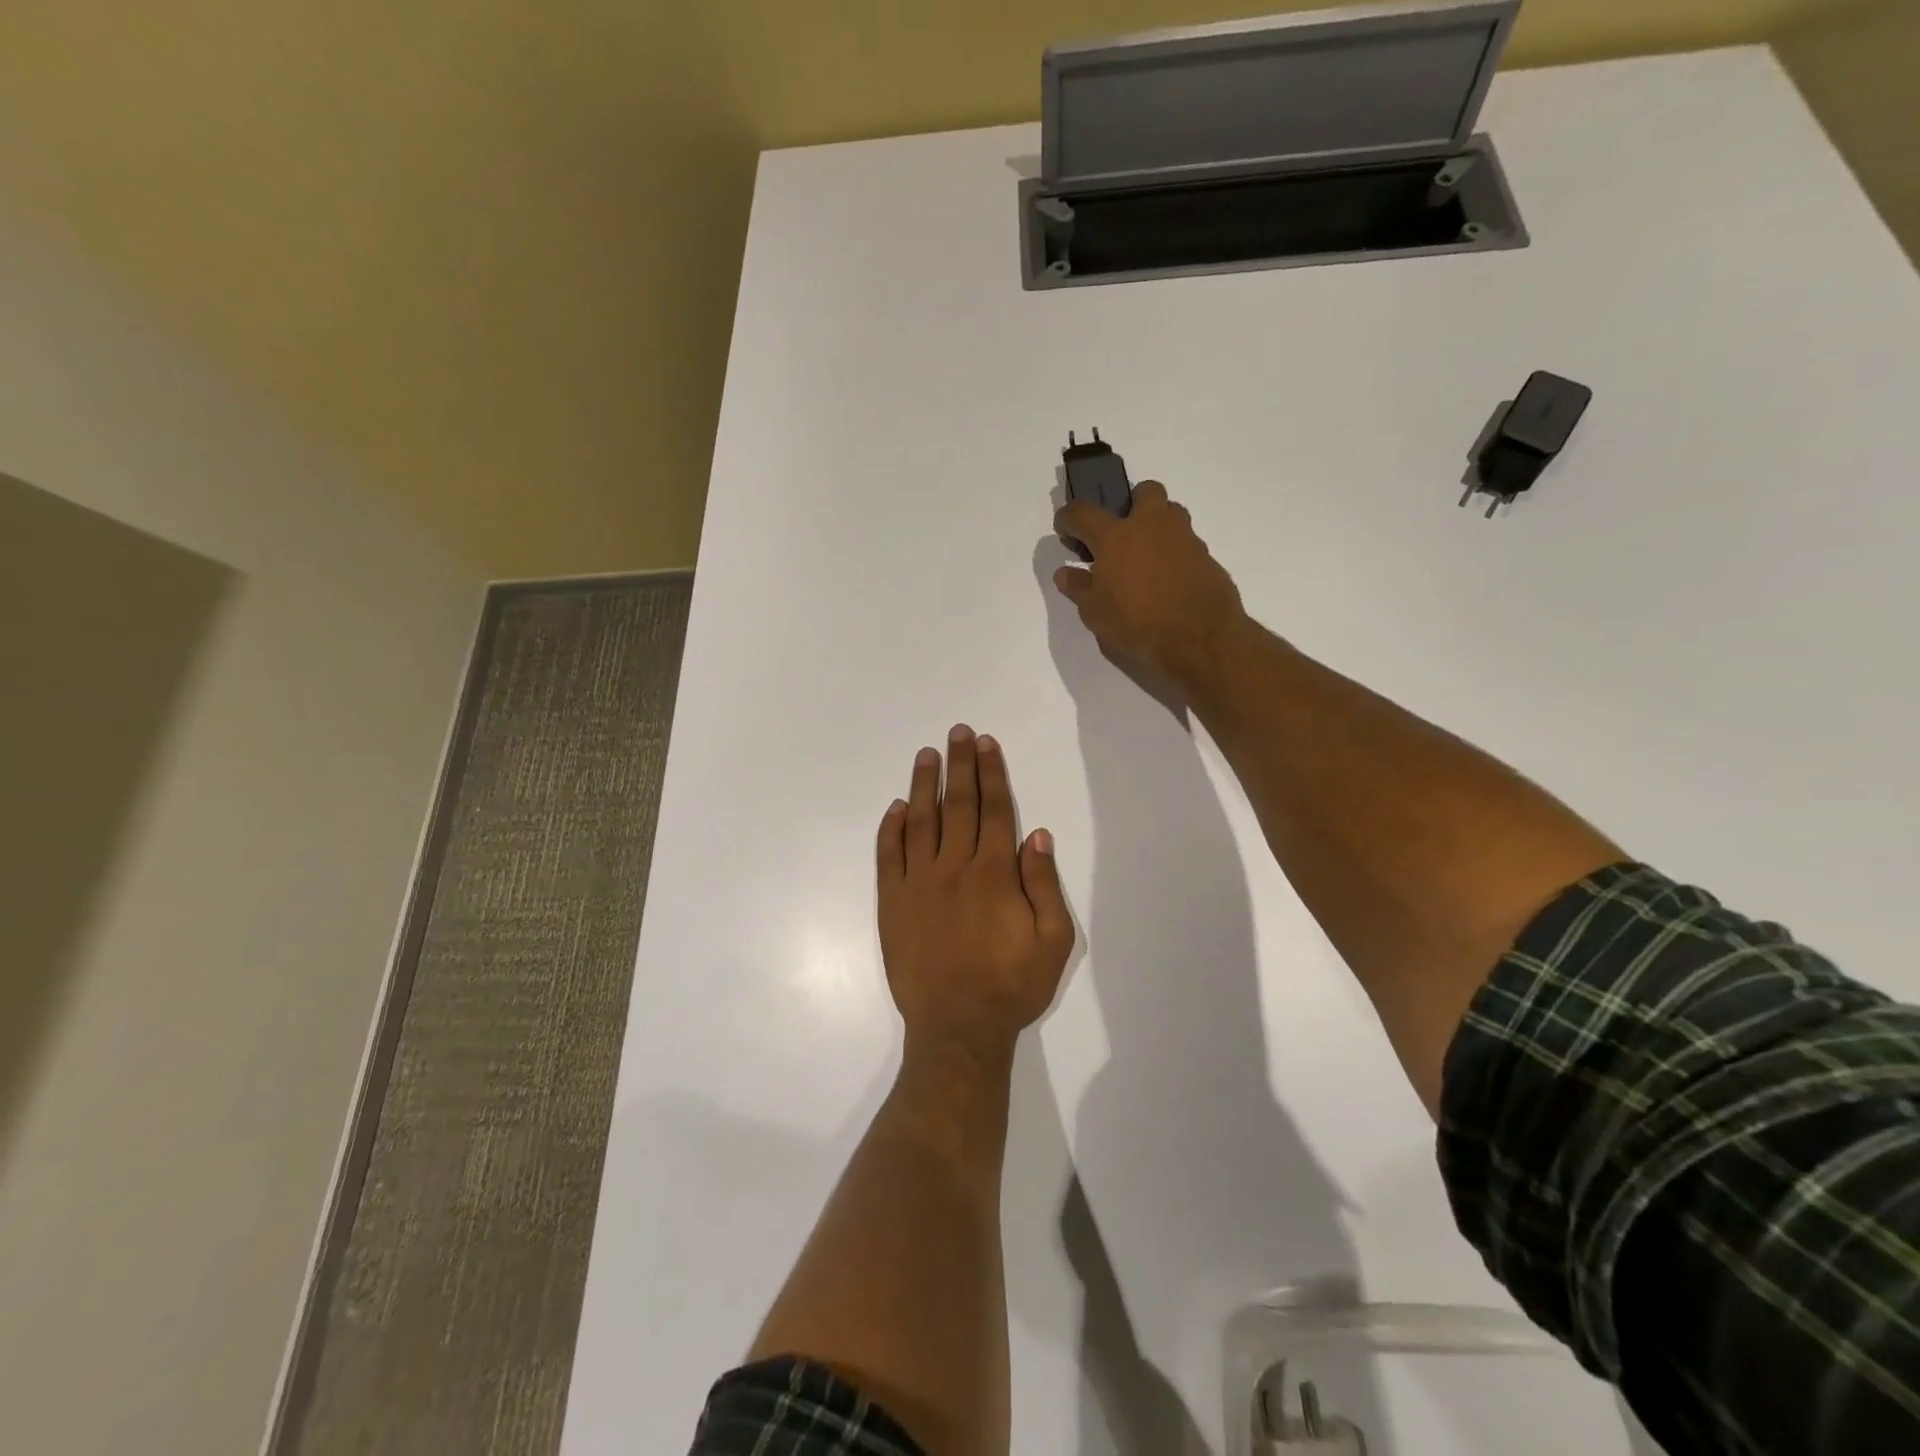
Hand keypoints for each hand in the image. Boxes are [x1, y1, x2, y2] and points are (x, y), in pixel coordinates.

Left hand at [876, 726, 1074, 1055]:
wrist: (957, 1028)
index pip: (994, 810)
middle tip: (958, 732)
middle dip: (960, 765)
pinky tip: (896, 807)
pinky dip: (891, 828)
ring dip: (924, 784)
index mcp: (994, 874)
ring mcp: (917, 884)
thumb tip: (1036, 834)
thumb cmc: (1011, 986)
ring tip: (927, 754)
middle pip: (958, 805)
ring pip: (920, 821)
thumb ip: (1044, 883)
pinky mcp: (892, 903)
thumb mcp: (1053, 941)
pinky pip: (888, 856)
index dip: (991, 773)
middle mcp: (954, 868)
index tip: (986, 743)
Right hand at [1053, 481, 1247, 687]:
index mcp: (1116, 537)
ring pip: (1172, 512)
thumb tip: (1065, 572)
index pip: (1083, 513)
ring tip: (1146, 556)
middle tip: (1122, 532)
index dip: (1068, 517)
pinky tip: (1168, 580)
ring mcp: (1184, 538)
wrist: (1200, 639)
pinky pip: (1187, 543)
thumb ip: (1078, 588)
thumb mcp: (1095, 613)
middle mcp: (1151, 527)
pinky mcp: (1207, 557)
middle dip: (1131, 503)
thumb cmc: (1137, 625)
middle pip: (1145, 491)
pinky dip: (1175, 553)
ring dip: (1157, 524)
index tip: (1064, 528)